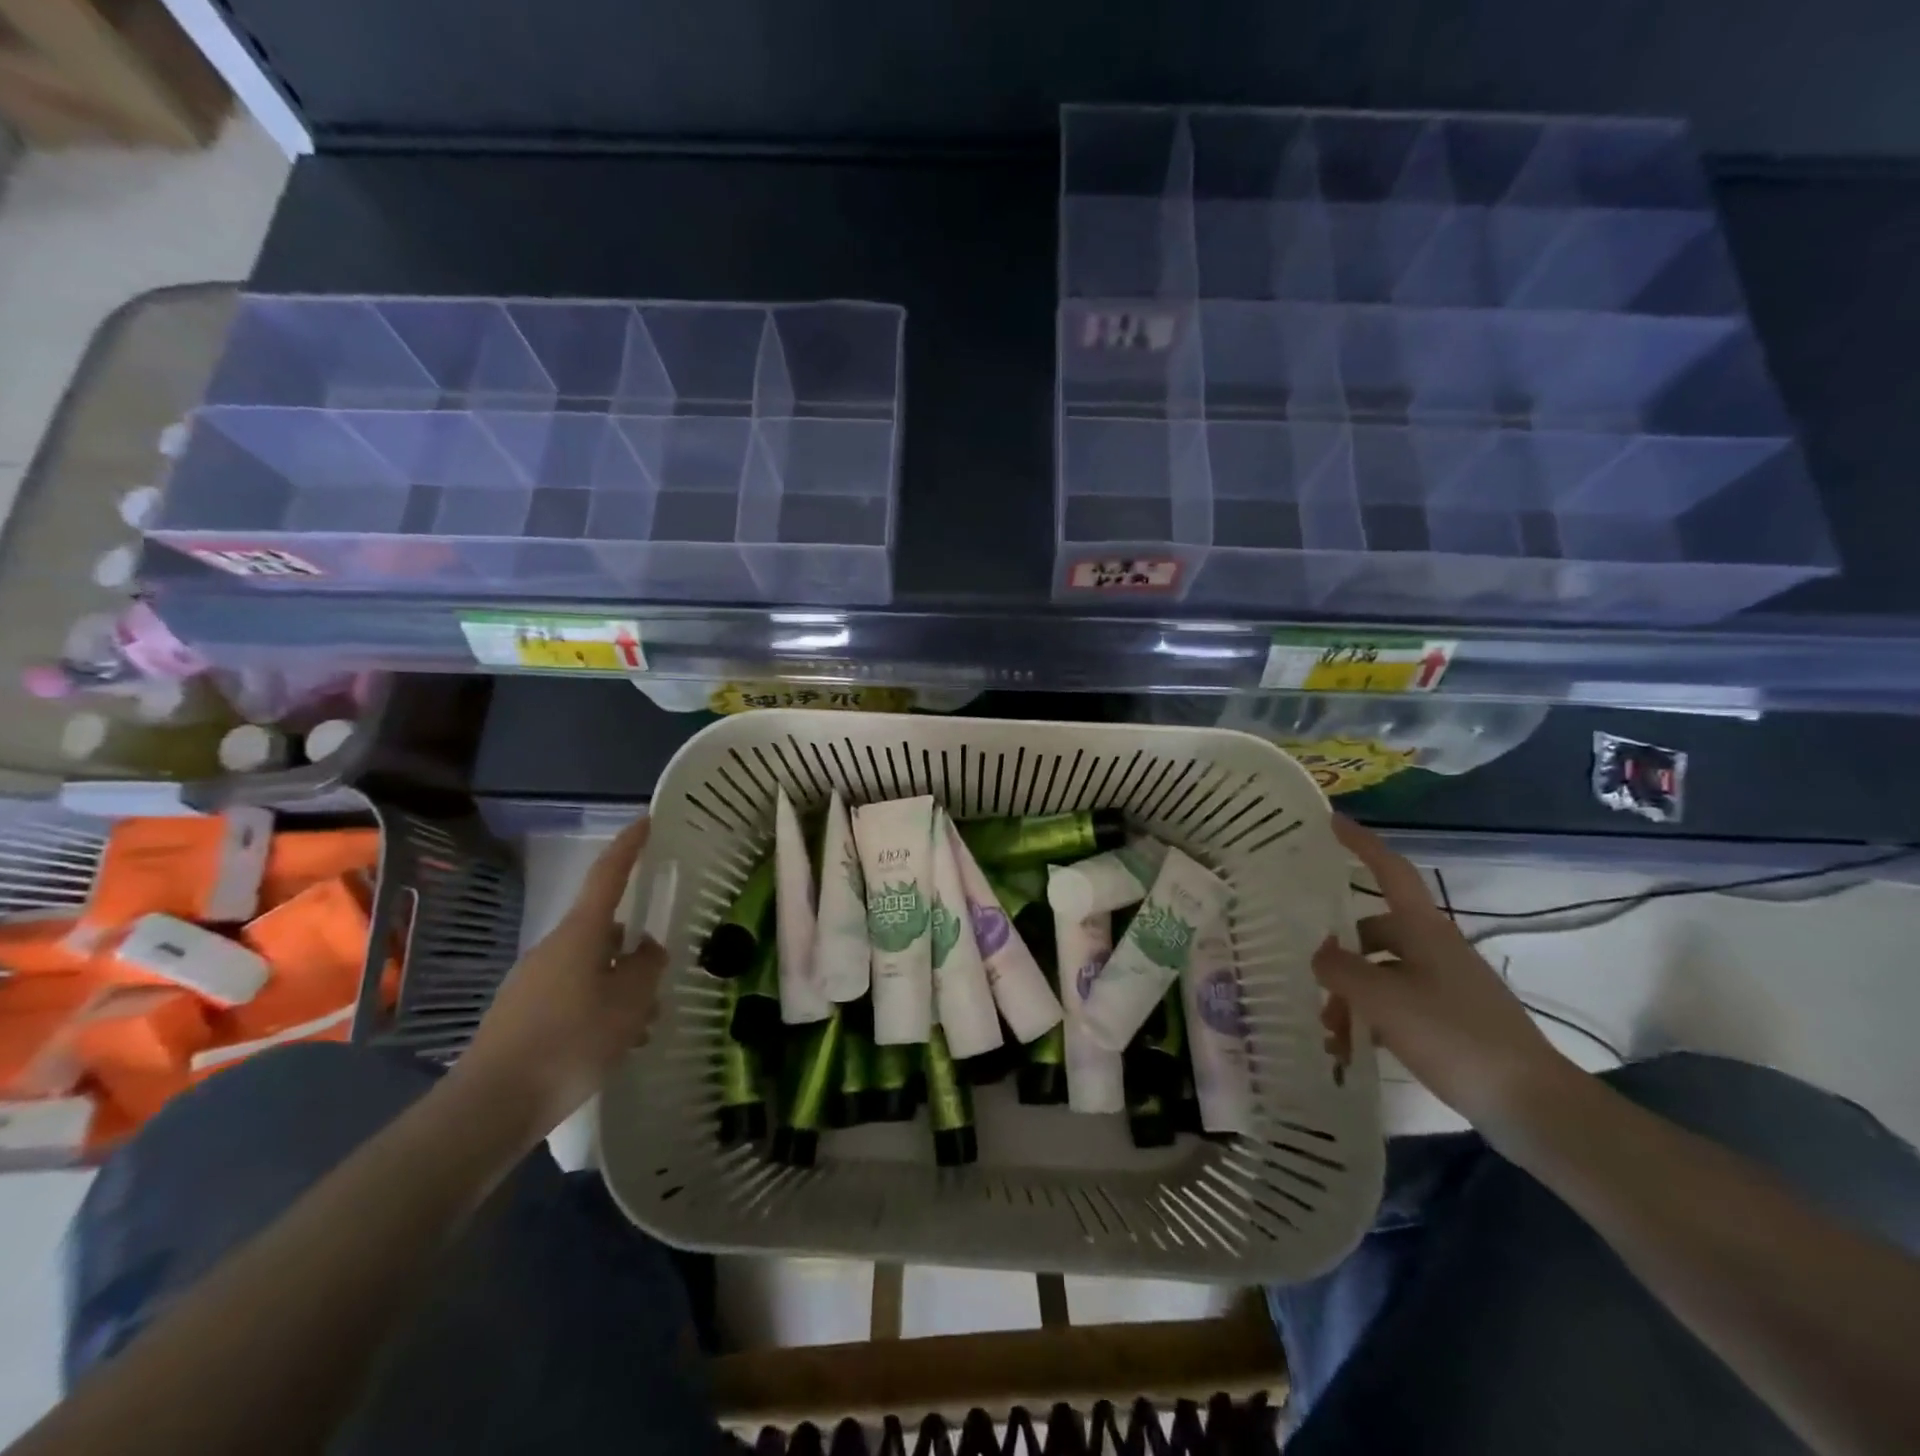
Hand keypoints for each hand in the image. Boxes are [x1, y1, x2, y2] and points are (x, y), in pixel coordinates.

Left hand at [450, 818, 665, 1144]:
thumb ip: (646, 969)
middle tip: (660, 984)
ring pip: (592, 969)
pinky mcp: (522, 1014)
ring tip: (643, 1028)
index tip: (647, 819)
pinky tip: (614, 1045)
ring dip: (620, 988)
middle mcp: (553, 949)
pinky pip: (573, 996)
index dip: (629, 846)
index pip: (608, 876)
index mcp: (580, 935)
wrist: (490, 1108)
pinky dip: (599, 1009)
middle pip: (604, 933)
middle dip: (634, 953)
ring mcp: (533, 981)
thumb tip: (648, 950)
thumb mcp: (628, 1005)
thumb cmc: (570, 1044)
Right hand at [1313, 815, 1577, 1133]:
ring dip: (1352, 995)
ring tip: (1330, 1031)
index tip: (1332, 821)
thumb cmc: (1452, 1035)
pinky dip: (1372, 1018)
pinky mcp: (1453, 1019)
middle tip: (1309, 979)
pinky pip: (1398, 1003)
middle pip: (1374, 934)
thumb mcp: (1382, 999)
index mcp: (1424, 930)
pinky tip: (1354, 1047)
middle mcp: (1435, 948)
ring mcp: (1447, 984)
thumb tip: (1320, 954)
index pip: (1390, 871)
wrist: (1531, 1104)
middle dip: (1339, 955)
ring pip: (1383, 973)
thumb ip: (1341, 970)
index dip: (1361, 843)